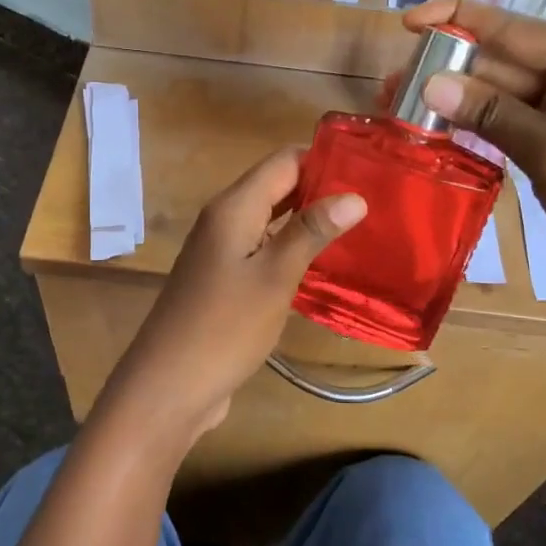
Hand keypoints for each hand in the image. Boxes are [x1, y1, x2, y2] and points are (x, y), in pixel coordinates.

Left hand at [92, 148, 365, 442]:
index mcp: (234, 207)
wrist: (169, 386)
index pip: (285, 160)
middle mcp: (225, 219)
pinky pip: (264, 249)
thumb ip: (311, 232)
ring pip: (272, 220)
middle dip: (322, 189)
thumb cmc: (224, 327)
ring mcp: (222, 251)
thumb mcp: (274, 277)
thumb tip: (354, 195)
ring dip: (310, 221)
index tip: (371, 169)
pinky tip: (326, 265)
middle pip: (278, 186)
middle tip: (376, 201)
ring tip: (363, 228)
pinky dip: (293, 250)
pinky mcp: (225, 280)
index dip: (325, 159)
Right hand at [394, 0, 545, 358]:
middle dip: (449, 69)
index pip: (517, 29)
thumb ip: (493, 115)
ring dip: (457, 101)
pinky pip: (512, 129)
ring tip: (399, 107)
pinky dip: (477, 129)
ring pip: (504, 98)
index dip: (459, 21)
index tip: (407, 23)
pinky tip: (436, 132)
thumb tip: (429, 83)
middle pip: (506, 62)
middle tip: (389, 85)